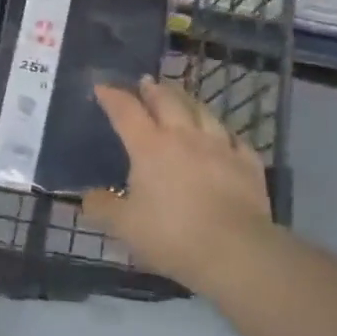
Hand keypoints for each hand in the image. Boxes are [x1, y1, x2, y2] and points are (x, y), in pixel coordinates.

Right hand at [84, 78, 272, 290]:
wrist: (236, 252)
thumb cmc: (172, 235)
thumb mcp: (124, 226)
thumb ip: (102, 208)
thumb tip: (88, 197)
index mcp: (149, 146)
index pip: (125, 110)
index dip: (112, 96)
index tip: (102, 87)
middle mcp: (184, 136)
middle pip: (167, 100)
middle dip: (153, 89)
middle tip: (146, 83)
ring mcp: (220, 146)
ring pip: (203, 111)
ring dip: (188, 100)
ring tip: (182, 98)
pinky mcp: (248, 164)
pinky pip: (235, 139)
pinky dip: (225, 133)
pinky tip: (224, 136)